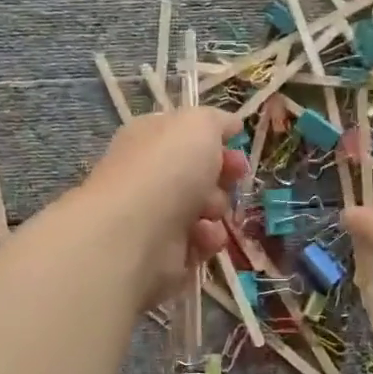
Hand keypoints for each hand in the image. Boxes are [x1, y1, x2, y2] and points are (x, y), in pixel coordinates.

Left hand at [75, 108, 247, 307]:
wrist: (135, 233)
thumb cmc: (167, 168)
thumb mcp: (198, 125)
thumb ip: (217, 120)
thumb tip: (230, 125)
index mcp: (150, 138)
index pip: (186, 135)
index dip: (215, 139)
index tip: (237, 145)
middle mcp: (149, 174)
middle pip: (199, 173)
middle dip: (223, 175)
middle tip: (234, 177)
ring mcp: (154, 215)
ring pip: (204, 209)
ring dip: (217, 208)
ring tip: (210, 211)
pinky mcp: (163, 253)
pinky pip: (199, 243)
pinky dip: (207, 239)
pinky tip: (202, 237)